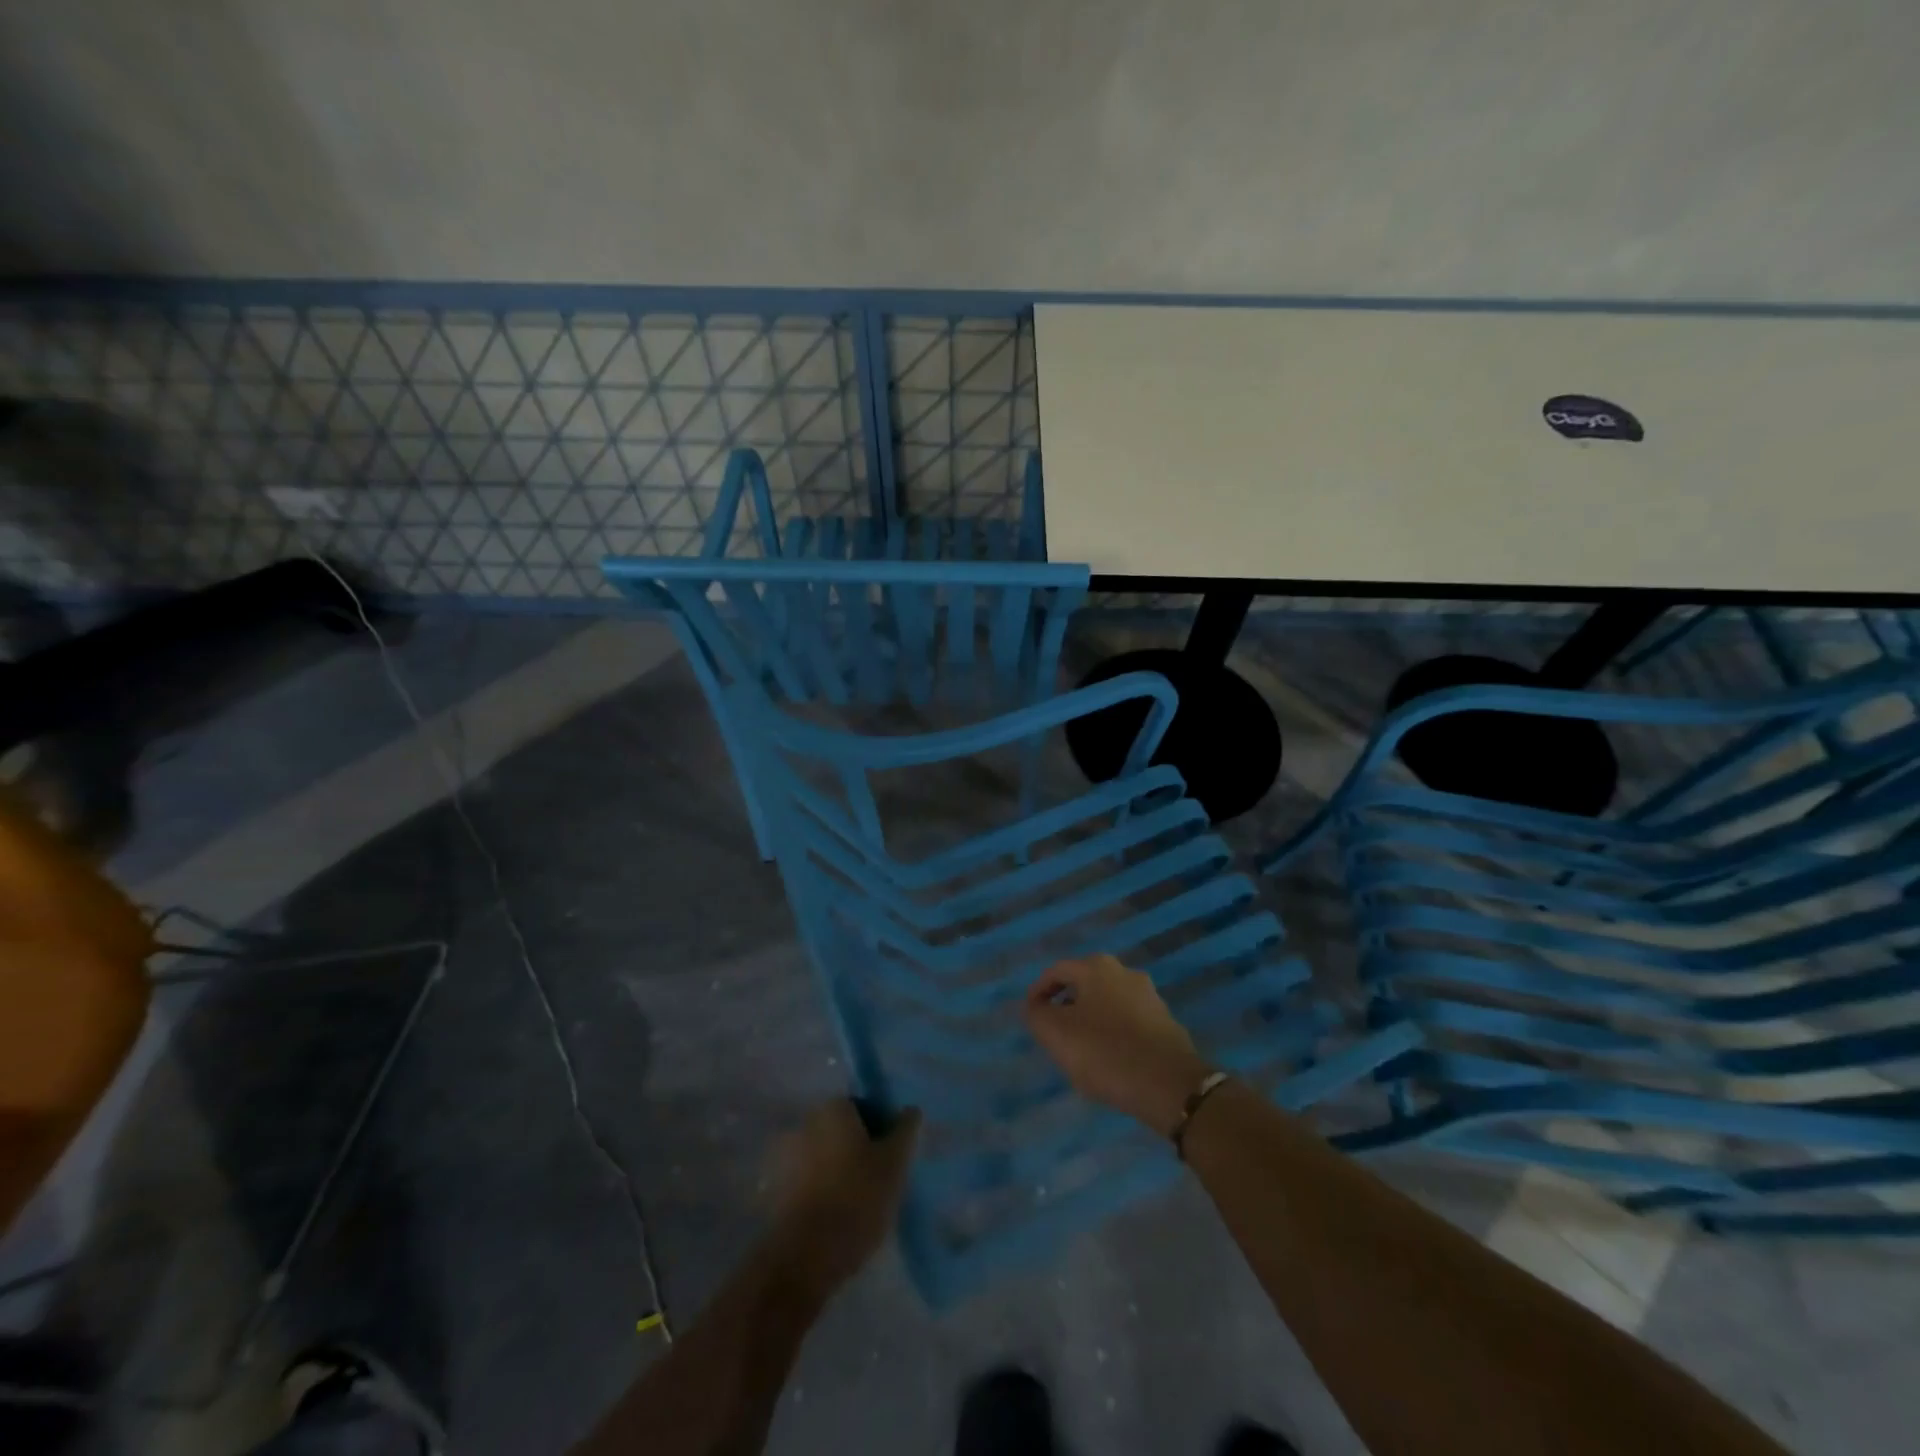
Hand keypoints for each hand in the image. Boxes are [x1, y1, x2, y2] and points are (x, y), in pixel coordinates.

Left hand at [767, 1098, 920, 1296]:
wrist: (804, 1257)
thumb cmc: (857, 1199)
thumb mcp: (894, 1163)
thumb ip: (905, 1130)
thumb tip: (910, 1109)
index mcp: (832, 1109)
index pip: (863, 1107)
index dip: (881, 1131)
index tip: (891, 1159)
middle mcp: (804, 1122)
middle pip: (840, 1131)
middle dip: (857, 1150)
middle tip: (877, 1182)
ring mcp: (784, 1157)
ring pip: (822, 1157)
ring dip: (836, 1171)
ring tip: (856, 1206)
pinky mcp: (773, 1190)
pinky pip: (805, 1182)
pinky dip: (819, 1192)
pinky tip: (833, 1219)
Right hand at [1024, 954, 1213, 1134]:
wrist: (1169, 1085)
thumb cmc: (1105, 1052)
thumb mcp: (1056, 1034)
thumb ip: (1037, 1014)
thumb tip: (1036, 1006)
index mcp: (1097, 967)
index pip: (1057, 971)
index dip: (1038, 992)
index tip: (1031, 1016)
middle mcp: (1125, 973)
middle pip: (1084, 985)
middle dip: (1066, 1007)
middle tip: (1054, 1034)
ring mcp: (1150, 997)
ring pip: (1107, 1004)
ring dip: (1090, 1021)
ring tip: (1080, 1051)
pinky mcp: (1166, 1024)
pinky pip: (1128, 1023)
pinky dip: (1113, 1035)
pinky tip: (1109, 1061)